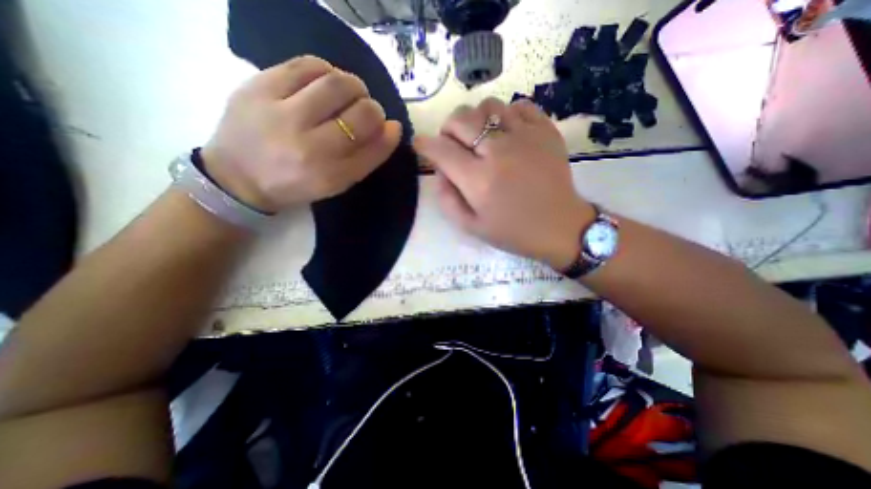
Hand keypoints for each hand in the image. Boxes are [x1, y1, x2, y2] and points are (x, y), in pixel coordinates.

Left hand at [201, 55, 400, 210]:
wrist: (239, 177)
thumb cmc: (298, 184)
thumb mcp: (338, 183)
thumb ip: (368, 157)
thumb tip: (393, 127)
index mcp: (330, 175)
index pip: (374, 147)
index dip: (387, 132)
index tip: (389, 126)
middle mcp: (309, 147)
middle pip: (361, 113)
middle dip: (373, 108)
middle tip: (367, 110)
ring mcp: (282, 114)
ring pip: (337, 83)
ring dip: (354, 86)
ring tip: (349, 94)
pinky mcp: (259, 87)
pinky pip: (306, 65)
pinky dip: (326, 70)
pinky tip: (325, 82)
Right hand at [413, 97, 591, 269]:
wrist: (559, 227)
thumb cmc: (513, 231)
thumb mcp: (471, 227)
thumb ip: (447, 199)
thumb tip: (440, 171)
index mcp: (478, 180)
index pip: (441, 150)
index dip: (424, 144)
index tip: (421, 145)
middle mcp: (498, 151)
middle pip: (460, 118)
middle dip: (447, 129)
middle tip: (453, 145)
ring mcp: (525, 136)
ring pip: (487, 105)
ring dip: (475, 119)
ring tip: (480, 138)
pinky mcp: (546, 130)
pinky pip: (518, 105)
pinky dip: (506, 115)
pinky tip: (507, 133)